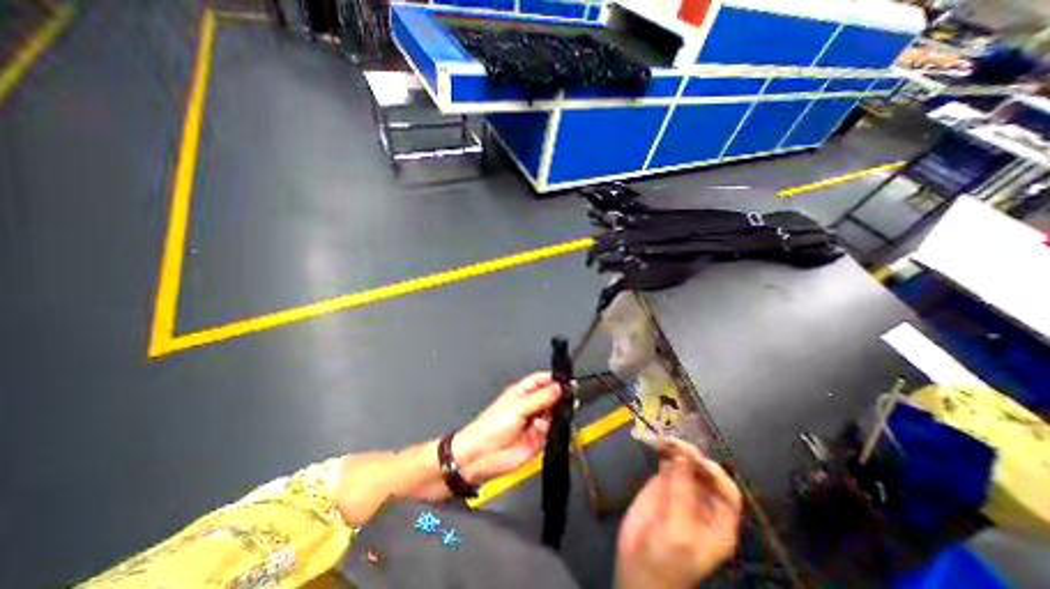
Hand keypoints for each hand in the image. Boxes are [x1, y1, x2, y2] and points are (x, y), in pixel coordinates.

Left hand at [454, 375, 561, 484]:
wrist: (481, 458)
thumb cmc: (488, 429)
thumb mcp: (517, 408)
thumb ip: (540, 398)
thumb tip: (557, 387)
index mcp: (521, 393)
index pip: (541, 380)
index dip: (553, 379)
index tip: (565, 382)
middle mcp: (528, 406)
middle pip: (550, 397)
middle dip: (557, 398)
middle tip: (563, 399)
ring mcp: (533, 423)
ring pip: (552, 415)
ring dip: (552, 416)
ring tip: (545, 416)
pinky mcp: (536, 440)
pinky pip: (549, 433)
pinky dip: (547, 431)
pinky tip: (538, 429)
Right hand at [618, 439, 739, 587]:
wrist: (637, 568)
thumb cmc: (666, 559)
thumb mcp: (678, 531)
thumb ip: (682, 493)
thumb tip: (683, 456)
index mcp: (718, 521)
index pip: (727, 491)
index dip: (715, 473)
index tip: (695, 460)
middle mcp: (703, 502)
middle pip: (705, 472)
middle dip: (693, 456)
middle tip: (676, 443)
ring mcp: (681, 491)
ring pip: (686, 464)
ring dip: (678, 449)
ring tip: (666, 439)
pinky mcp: (662, 484)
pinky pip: (668, 464)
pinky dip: (665, 451)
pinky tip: (658, 443)